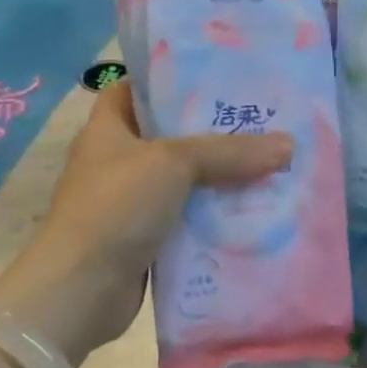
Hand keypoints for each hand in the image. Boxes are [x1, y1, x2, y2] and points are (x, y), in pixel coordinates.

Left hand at [0, 80, 291, 364]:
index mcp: (109, 127)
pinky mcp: (146, 238)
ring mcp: (131, 201)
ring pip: (185, 178)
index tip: (219, 74)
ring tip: (271, 160)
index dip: (174, 77)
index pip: (140, 87)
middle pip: (172, 133)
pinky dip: (215, 215)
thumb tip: (288, 145)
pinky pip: (188, 217)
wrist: (79, 292)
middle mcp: (118, 159)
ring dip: (220, 176)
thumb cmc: (116, 206)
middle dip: (214, 129)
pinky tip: (254, 209)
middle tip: (262, 117)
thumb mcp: (174, 163)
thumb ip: (230, 151)